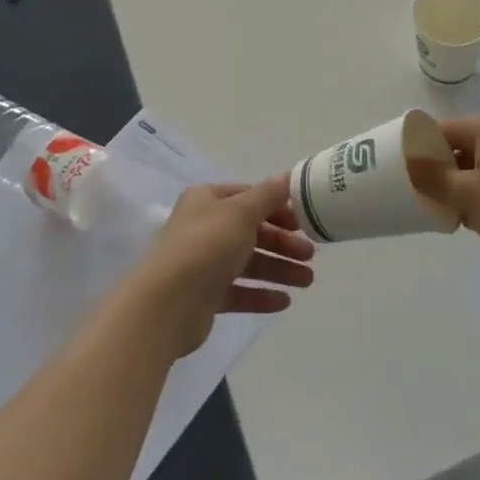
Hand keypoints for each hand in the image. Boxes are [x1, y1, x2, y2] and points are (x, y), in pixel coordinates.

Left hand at [133, 177, 315, 357]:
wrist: (168, 303)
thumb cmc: (206, 245)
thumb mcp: (242, 212)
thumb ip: (268, 195)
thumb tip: (289, 176)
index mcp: (207, 200)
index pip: (248, 197)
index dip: (277, 207)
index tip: (303, 222)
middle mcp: (203, 228)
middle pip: (251, 231)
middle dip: (283, 243)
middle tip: (311, 256)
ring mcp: (203, 263)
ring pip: (248, 262)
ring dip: (279, 269)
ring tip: (307, 282)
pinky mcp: (204, 296)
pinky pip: (238, 291)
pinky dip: (261, 294)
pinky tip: (284, 302)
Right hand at [410, 113, 479, 264]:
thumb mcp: (466, 195)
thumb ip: (433, 177)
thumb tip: (410, 161)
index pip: (442, 130)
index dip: (422, 151)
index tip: (408, 176)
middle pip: (462, 146)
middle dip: (444, 172)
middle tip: (430, 198)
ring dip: (465, 185)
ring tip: (456, 213)